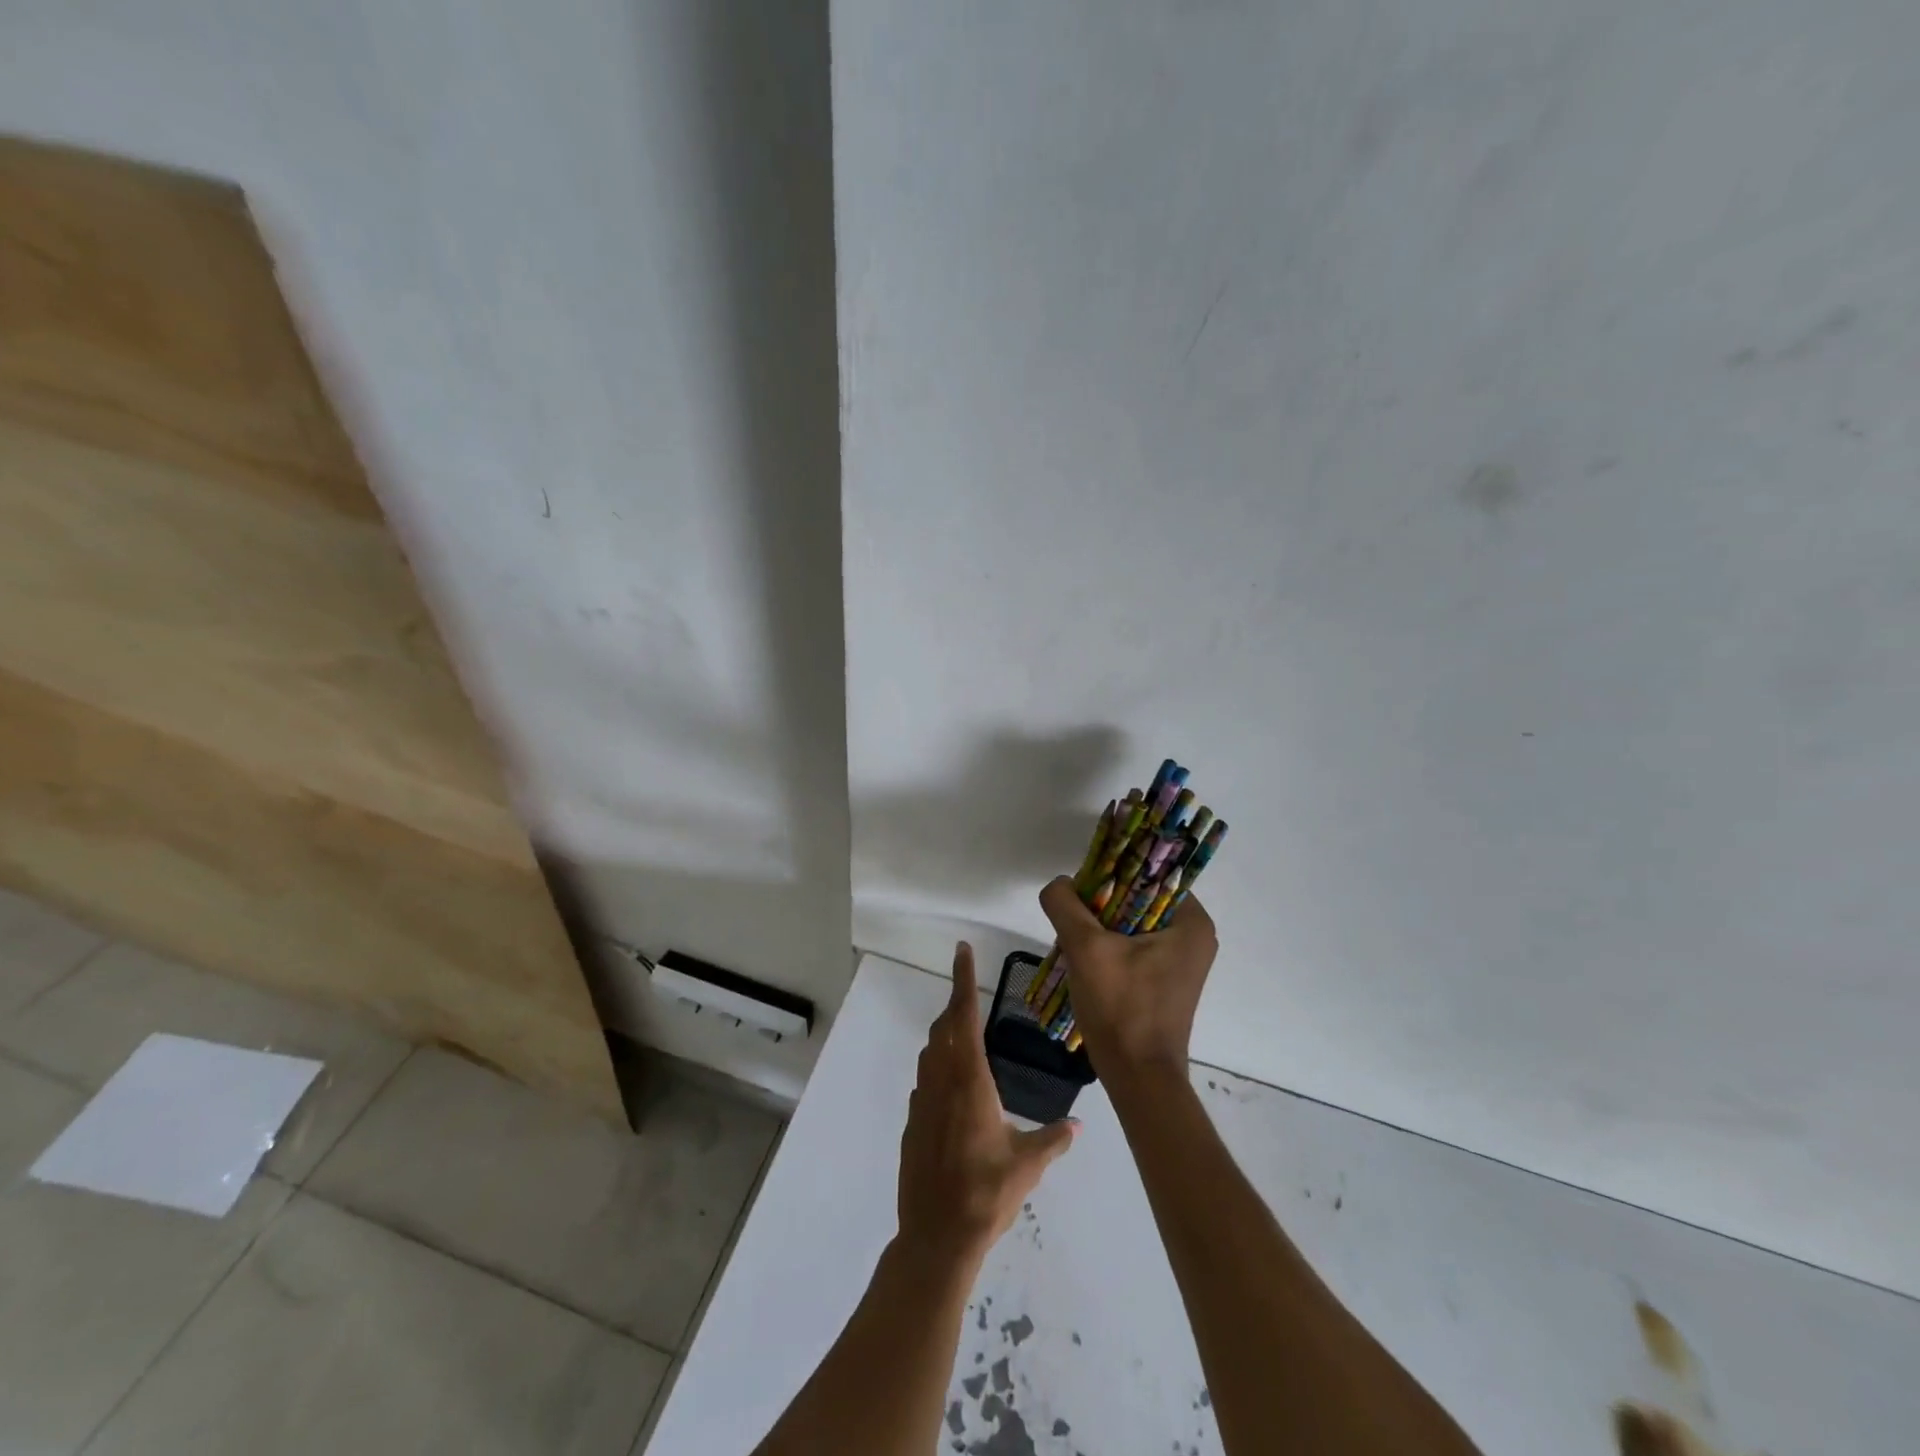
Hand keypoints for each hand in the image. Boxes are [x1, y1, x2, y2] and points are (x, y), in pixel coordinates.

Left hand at [897, 943, 1077, 1265]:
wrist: (936, 1238)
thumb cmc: (985, 1195)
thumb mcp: (1027, 1166)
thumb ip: (1053, 1141)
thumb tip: (1078, 1127)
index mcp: (970, 1082)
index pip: (964, 1017)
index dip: (963, 980)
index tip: (962, 950)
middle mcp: (941, 1083)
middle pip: (944, 1028)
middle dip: (955, 1003)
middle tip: (969, 991)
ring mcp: (922, 1103)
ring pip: (930, 1052)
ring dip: (944, 1034)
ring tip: (963, 1032)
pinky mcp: (912, 1124)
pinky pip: (924, 1081)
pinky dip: (937, 1068)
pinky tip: (951, 1086)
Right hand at [1038, 876, 1218, 1082]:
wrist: (1137, 1077)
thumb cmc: (1121, 1007)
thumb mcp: (1086, 948)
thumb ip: (1066, 905)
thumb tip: (1059, 884)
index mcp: (1191, 922)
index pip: (1150, 874)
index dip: (1113, 872)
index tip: (1084, 886)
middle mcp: (1194, 937)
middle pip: (1138, 899)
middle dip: (1102, 904)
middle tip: (1073, 916)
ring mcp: (1181, 962)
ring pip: (1132, 924)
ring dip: (1101, 927)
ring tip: (1074, 939)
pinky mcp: (1165, 982)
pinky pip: (1134, 947)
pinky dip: (1109, 947)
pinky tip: (1085, 960)